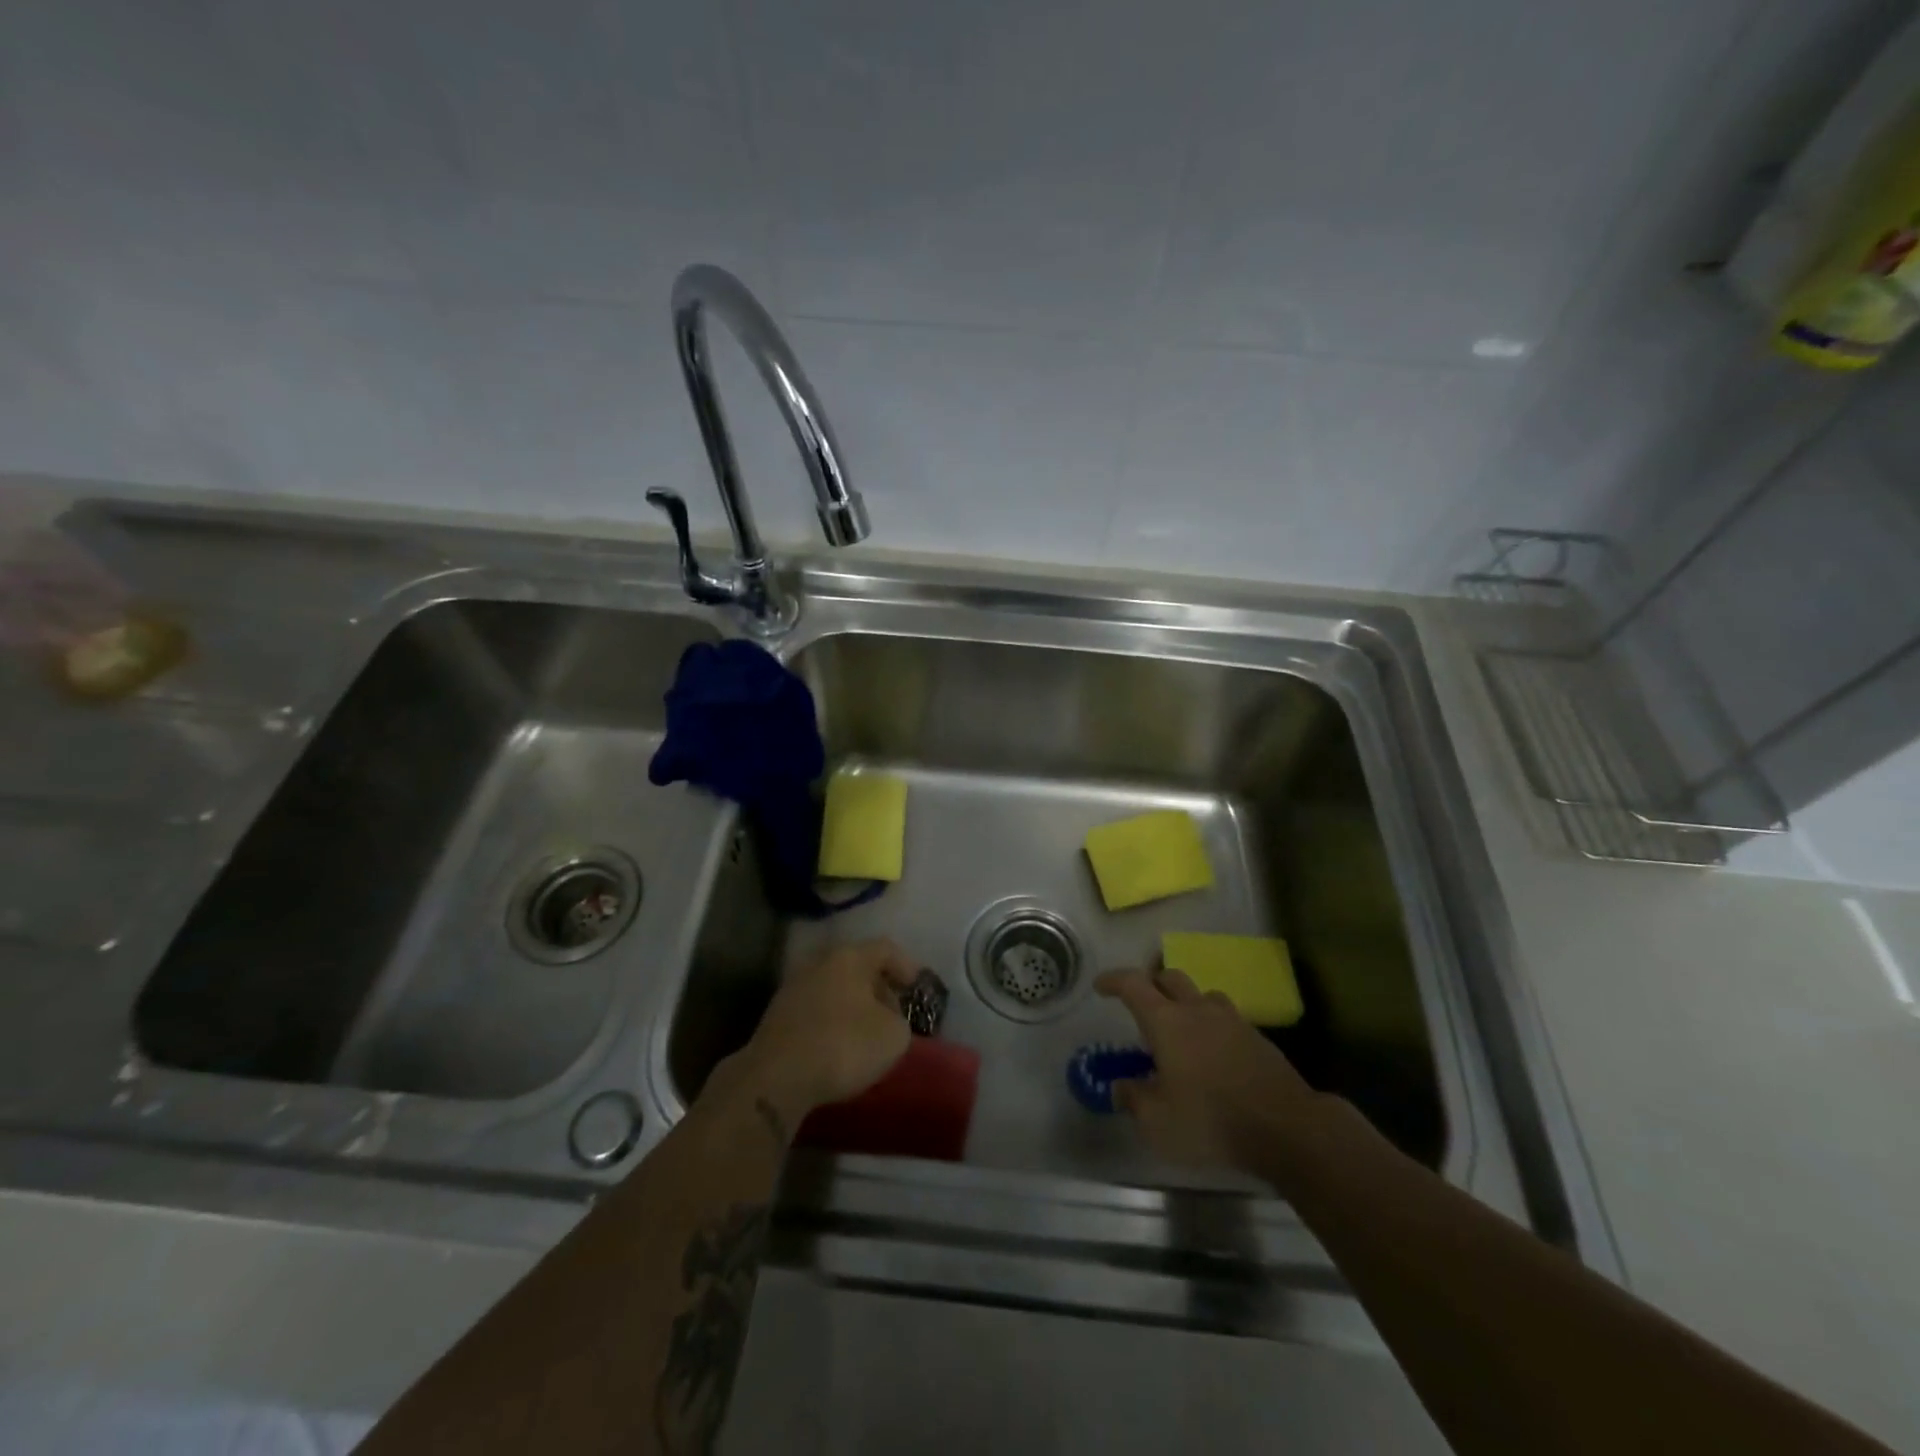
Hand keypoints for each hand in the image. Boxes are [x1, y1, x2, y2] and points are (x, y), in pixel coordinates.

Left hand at [718, 939, 918, 1130]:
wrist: (776, 1077)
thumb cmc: (844, 1046)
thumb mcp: (894, 1036)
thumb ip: (899, 1020)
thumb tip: (887, 1019)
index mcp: (850, 957)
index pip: (886, 948)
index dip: (906, 965)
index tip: (916, 987)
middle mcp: (820, 962)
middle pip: (857, 966)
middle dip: (878, 987)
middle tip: (894, 1012)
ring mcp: (794, 987)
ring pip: (834, 988)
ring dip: (853, 1005)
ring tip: (867, 1032)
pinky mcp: (777, 1015)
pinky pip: (816, 1009)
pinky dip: (832, 1020)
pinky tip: (838, 1044)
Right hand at [1095, 967, 1324, 1172]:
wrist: (1286, 1128)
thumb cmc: (1211, 1121)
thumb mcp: (1158, 1123)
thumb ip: (1134, 1100)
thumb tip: (1120, 1086)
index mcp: (1166, 1022)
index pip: (1133, 984)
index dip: (1113, 980)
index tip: (1101, 986)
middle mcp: (1197, 1010)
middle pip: (1170, 977)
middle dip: (1151, 984)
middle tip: (1142, 1005)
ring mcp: (1231, 1021)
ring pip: (1202, 995)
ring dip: (1186, 1002)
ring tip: (1181, 1028)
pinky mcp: (1257, 1039)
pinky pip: (1227, 1019)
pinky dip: (1212, 1026)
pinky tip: (1213, 1054)